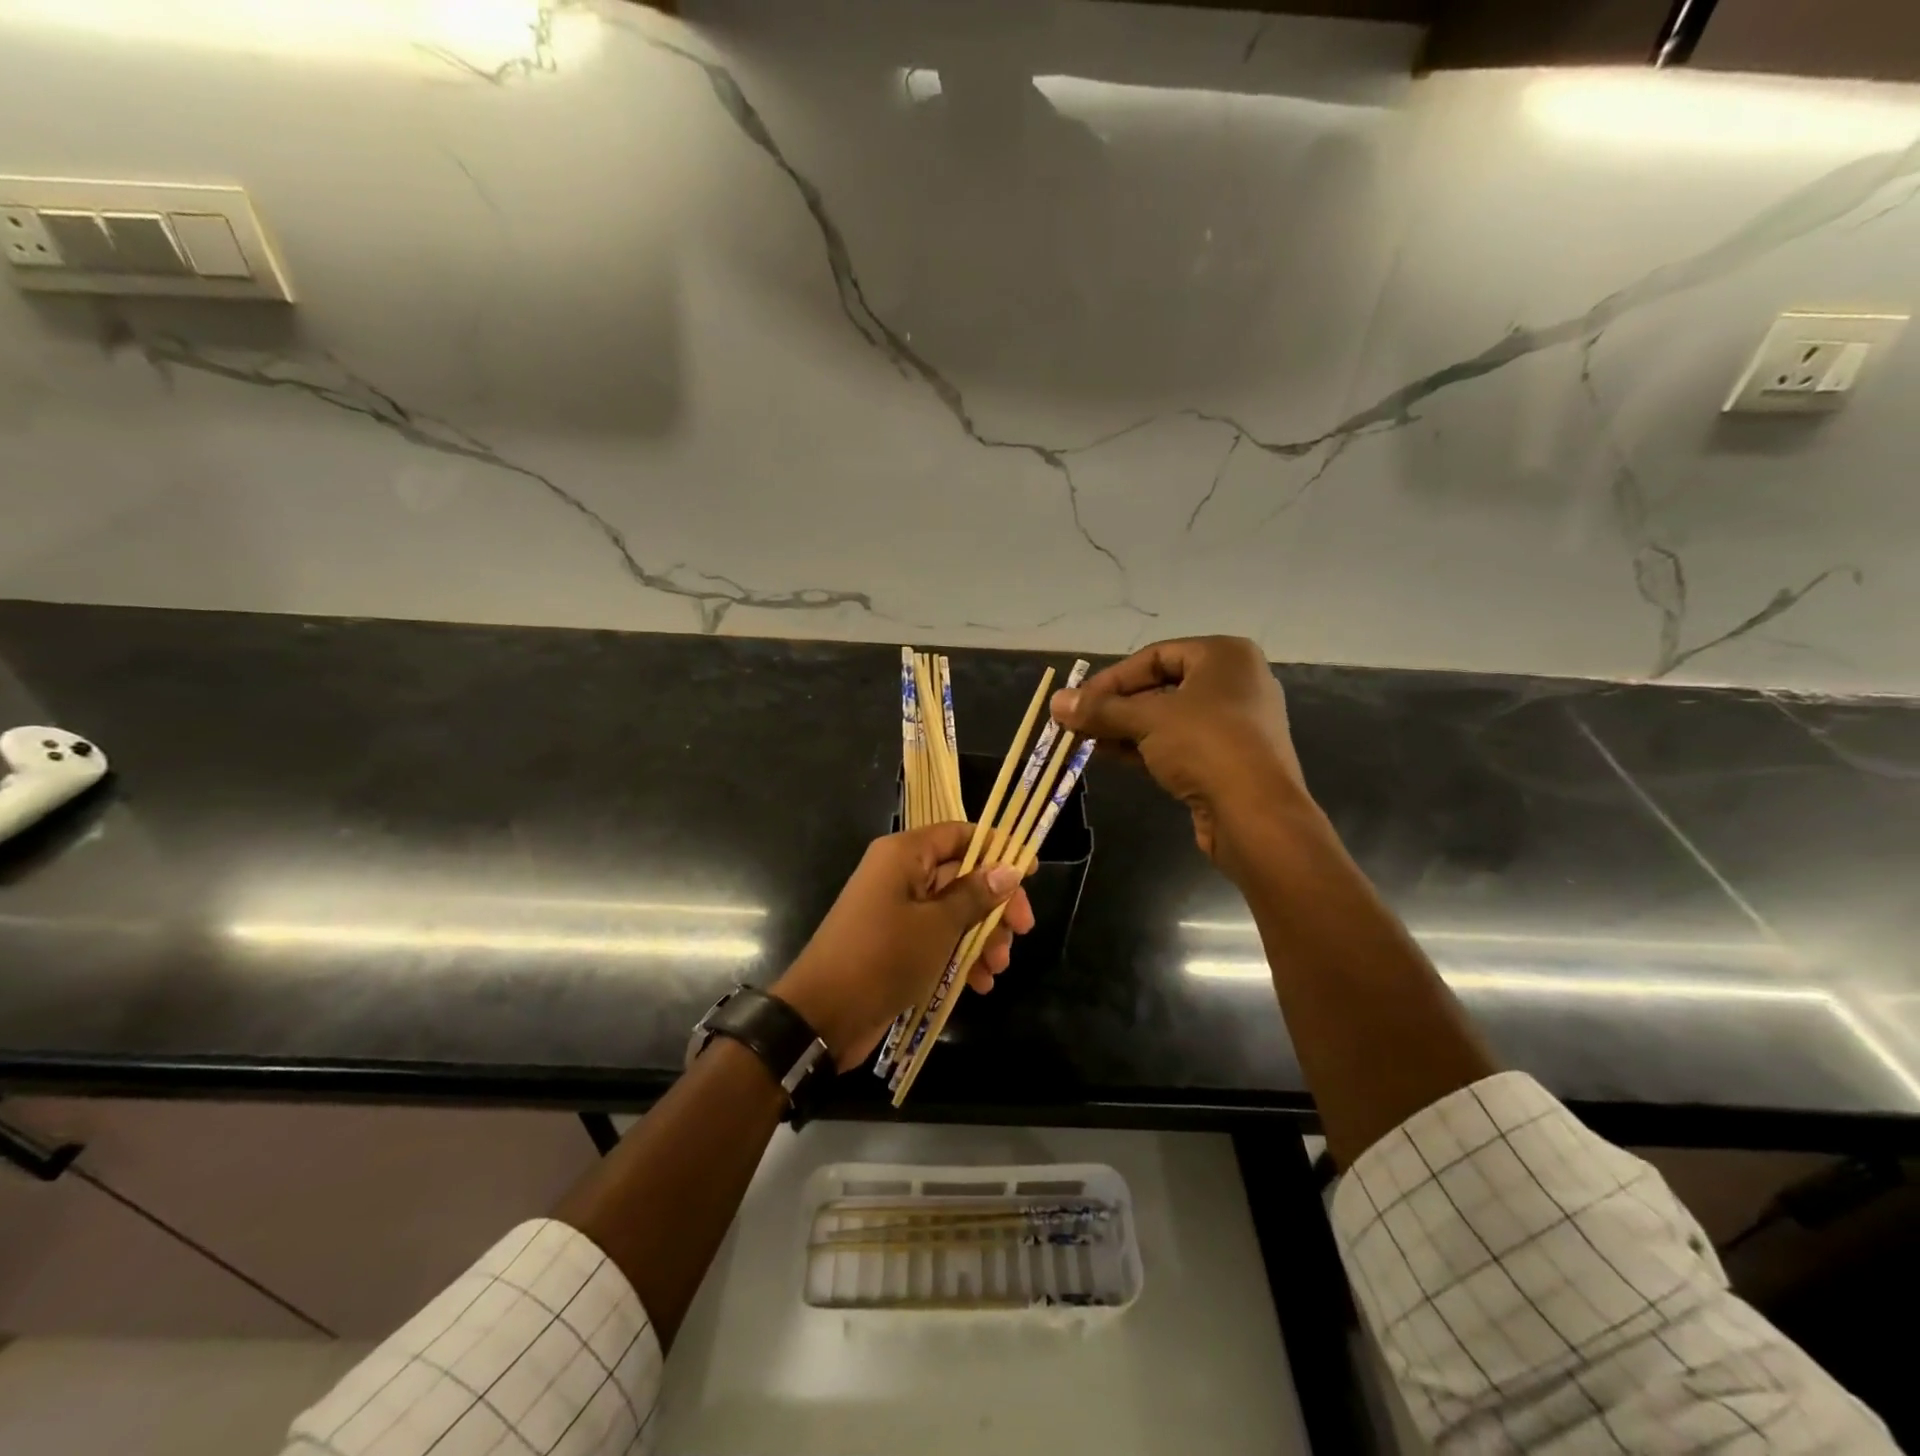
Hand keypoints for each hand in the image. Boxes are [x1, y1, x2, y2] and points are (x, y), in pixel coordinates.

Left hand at [772, 823, 1034, 1070]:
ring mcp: (897, 910)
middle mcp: (900, 874)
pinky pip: (938, 937)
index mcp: (904, 855)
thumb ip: (976, 895)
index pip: (959, 834)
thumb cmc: (883, 957)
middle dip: (994, 905)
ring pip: (954, 910)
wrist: (823, 1016)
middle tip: (1022, 931)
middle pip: (962, 875)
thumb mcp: (938, 926)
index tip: (1030, 873)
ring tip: (997, 968)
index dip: (997, 849)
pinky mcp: (896, 943)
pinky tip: (980, 983)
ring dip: (982, 936)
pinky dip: (961, 955)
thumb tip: (1010, 869)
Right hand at [1050, 636, 1315, 879]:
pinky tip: (1109, 755)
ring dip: (1125, 728)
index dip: (1112, 678)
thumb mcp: (1147, 719)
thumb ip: (1100, 709)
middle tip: (1077, 721)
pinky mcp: (1228, 759)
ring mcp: (1235, 724)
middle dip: (1115, 706)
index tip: (1078, 700)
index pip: (1155, 656)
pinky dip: (1145, 747)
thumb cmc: (1205, 745)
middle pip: (1161, 687)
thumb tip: (1056, 702)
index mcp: (1224, 656)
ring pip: (1168, 718)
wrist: (1255, 814)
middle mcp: (1235, 683)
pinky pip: (1179, 744)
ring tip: (1085, 740)